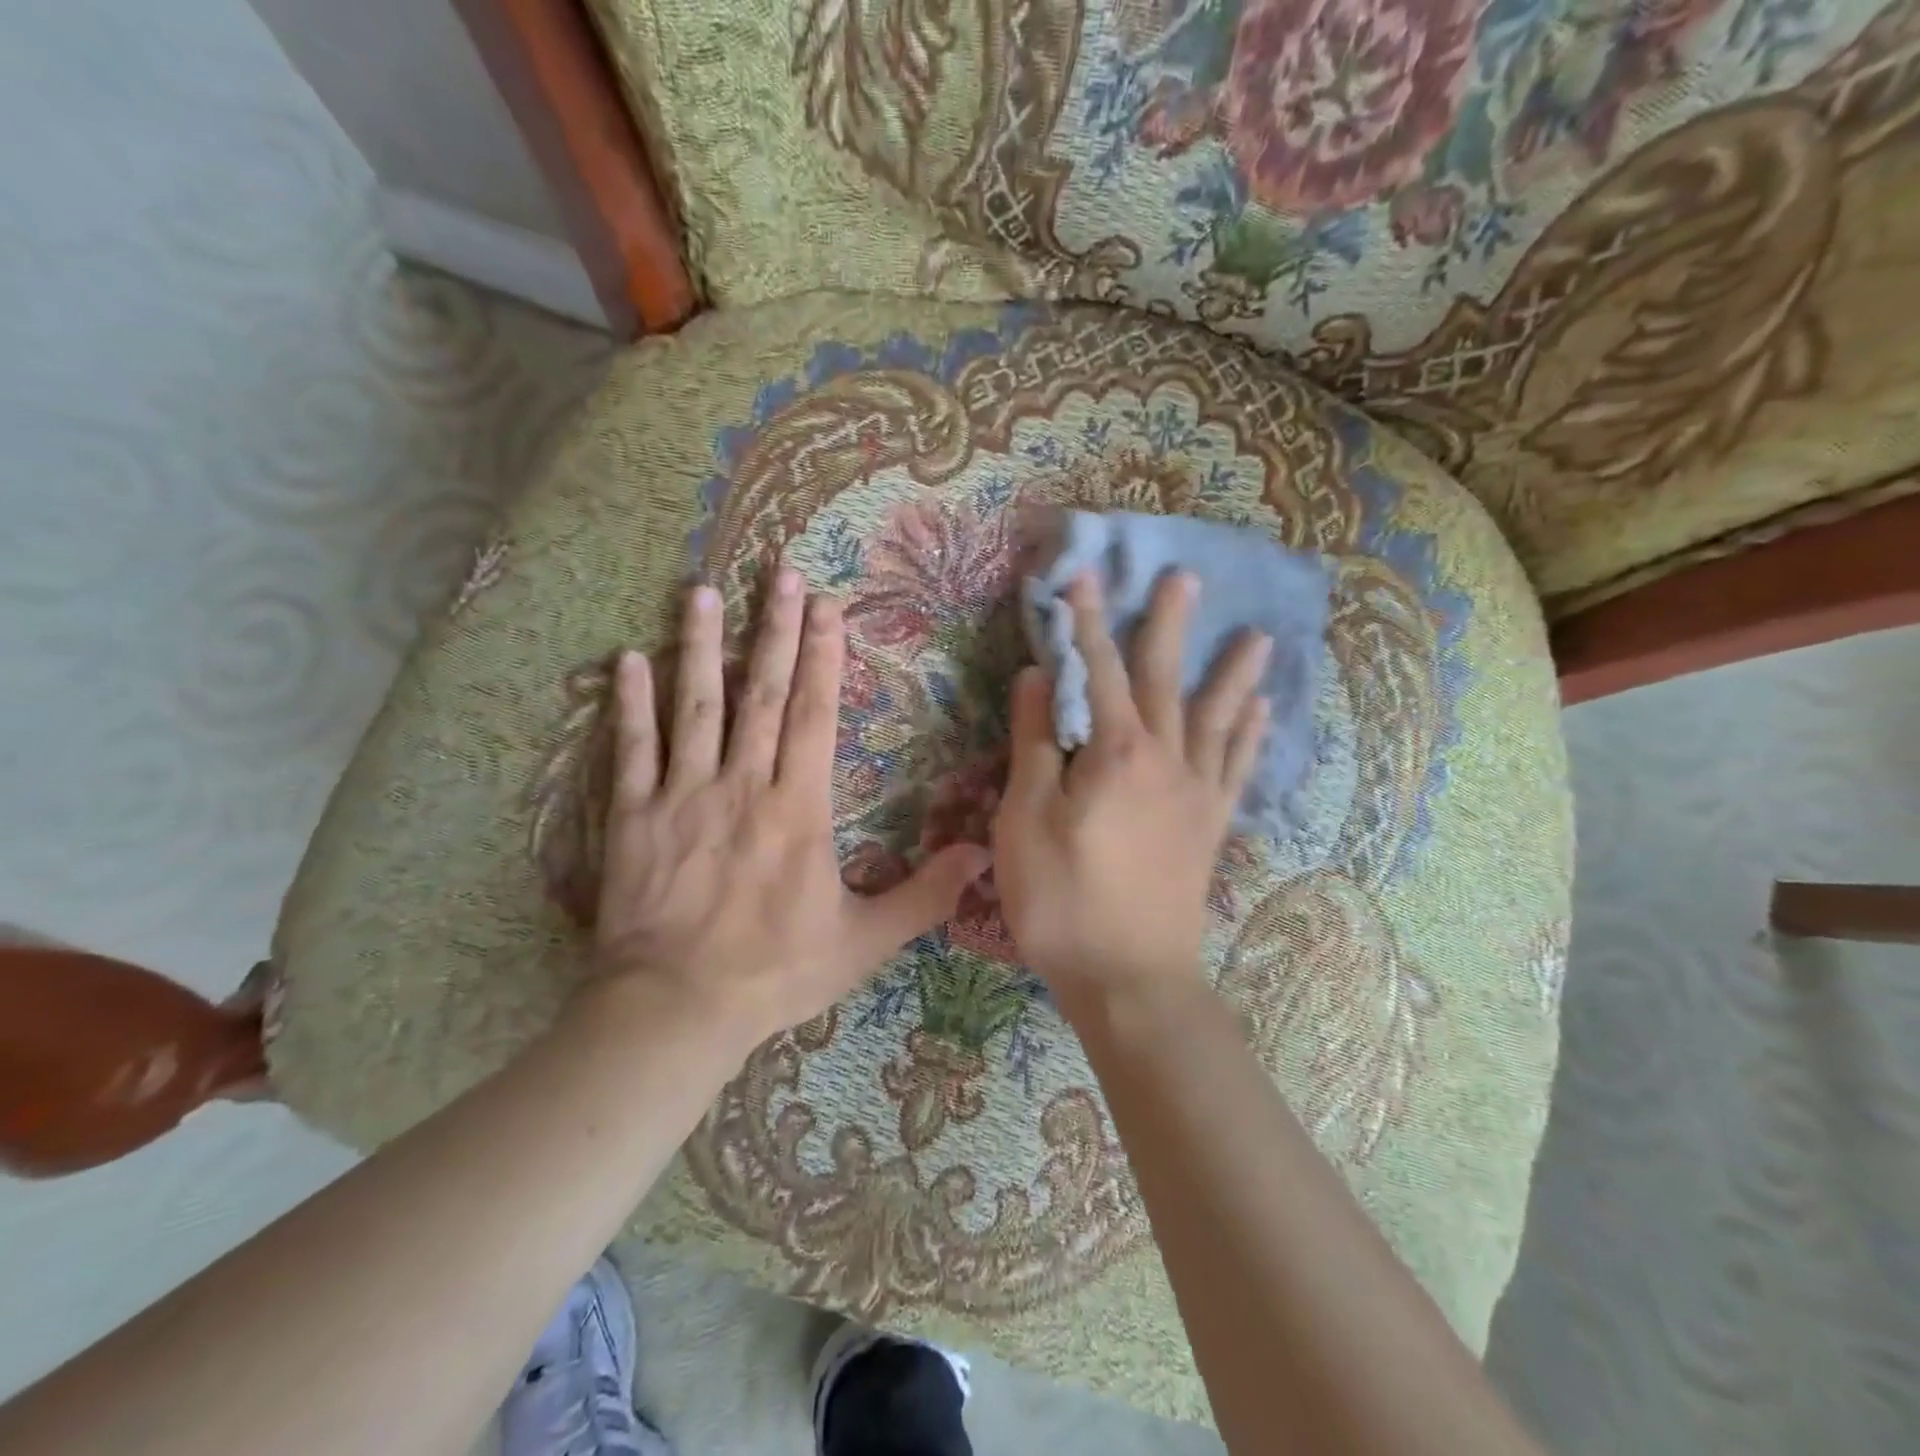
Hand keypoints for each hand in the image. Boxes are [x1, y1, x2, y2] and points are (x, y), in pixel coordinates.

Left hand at [588, 570, 992, 1051]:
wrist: (676, 1008)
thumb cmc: (776, 971)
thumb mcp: (865, 941)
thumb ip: (925, 895)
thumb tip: (983, 854)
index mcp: (799, 807)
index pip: (816, 714)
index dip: (825, 656)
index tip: (828, 607)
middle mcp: (744, 784)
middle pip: (764, 693)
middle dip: (776, 630)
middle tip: (782, 574)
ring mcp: (684, 795)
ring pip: (696, 706)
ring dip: (702, 646)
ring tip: (703, 592)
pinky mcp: (635, 816)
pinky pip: (632, 749)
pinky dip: (630, 703)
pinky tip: (628, 658)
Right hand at [992, 571, 1270, 1012]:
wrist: (1131, 978)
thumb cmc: (1063, 901)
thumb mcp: (1026, 821)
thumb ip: (1035, 744)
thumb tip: (1040, 677)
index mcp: (1115, 753)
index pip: (1098, 670)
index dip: (1086, 622)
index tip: (1083, 577)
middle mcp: (1165, 759)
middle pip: (1167, 679)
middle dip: (1170, 626)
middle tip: (1188, 579)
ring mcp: (1196, 793)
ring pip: (1217, 717)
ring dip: (1234, 675)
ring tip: (1259, 639)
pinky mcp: (1210, 825)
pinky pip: (1237, 768)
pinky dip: (1250, 735)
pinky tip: (1262, 713)